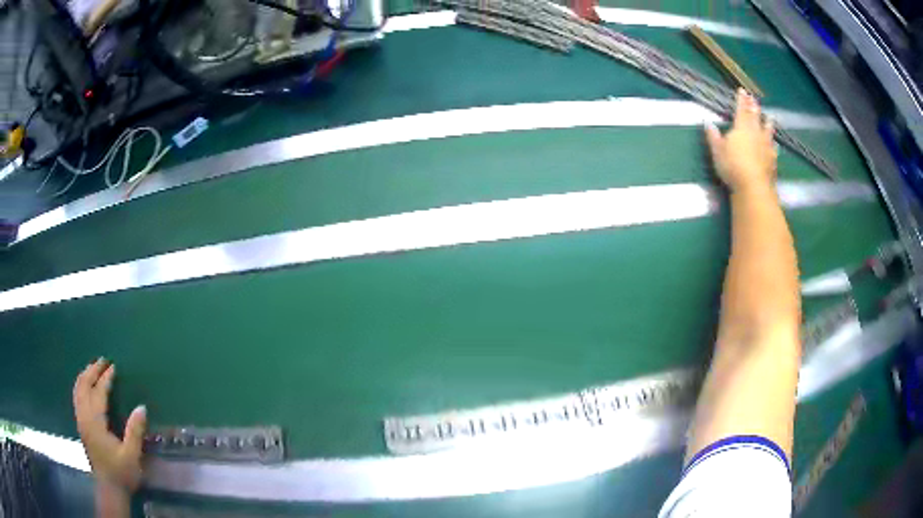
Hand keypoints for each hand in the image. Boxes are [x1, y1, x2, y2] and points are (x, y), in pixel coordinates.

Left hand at [73, 359, 146, 495]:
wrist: (110, 489)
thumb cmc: (121, 473)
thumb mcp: (131, 456)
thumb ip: (134, 432)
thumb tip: (141, 407)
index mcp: (95, 423)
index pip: (98, 393)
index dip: (105, 379)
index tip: (113, 367)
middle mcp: (84, 418)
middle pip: (83, 386)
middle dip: (92, 371)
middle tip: (102, 361)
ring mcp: (81, 421)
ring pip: (78, 391)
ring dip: (84, 376)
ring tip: (93, 368)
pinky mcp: (81, 426)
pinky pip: (77, 398)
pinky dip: (80, 386)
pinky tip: (86, 386)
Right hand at [706, 89, 777, 193]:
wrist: (753, 187)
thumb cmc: (732, 166)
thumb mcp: (717, 151)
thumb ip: (713, 136)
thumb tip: (708, 123)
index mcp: (741, 128)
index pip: (741, 110)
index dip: (741, 100)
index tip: (742, 91)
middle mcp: (755, 134)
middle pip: (755, 117)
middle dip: (754, 107)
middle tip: (754, 99)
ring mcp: (766, 147)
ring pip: (767, 131)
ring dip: (768, 123)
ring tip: (770, 117)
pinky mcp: (772, 161)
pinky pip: (773, 148)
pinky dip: (773, 144)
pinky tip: (775, 144)